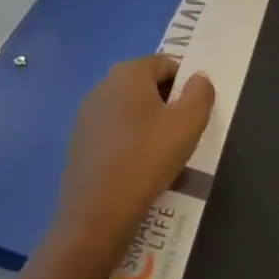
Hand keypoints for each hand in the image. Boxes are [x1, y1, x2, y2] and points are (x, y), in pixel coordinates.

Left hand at [52, 56, 213, 264]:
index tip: (193, 113)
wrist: (97, 214)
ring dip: (149, 126)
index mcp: (128, 73)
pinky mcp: (79, 145)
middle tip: (182, 134)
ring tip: (162, 156)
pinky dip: (129, 144)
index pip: (167, 64)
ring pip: (130, 112)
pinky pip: (114, 134)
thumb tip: (197, 78)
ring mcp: (86, 117)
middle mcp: (102, 87)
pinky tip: (139, 171)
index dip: (186, 85)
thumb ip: (200, 92)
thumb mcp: (189, 121)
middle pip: (147, 86)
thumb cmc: (148, 157)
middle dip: (167, 105)